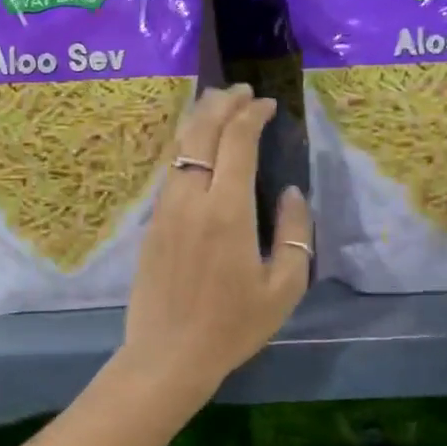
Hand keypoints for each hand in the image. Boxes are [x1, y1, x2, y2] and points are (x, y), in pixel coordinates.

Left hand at [120, 85, 312, 402]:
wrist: (168, 354)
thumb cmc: (233, 326)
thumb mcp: (283, 287)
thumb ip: (294, 232)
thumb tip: (291, 192)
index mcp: (227, 211)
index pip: (237, 141)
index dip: (252, 115)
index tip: (267, 105)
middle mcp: (191, 198)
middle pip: (202, 133)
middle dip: (222, 104)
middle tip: (241, 91)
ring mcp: (165, 208)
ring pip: (180, 147)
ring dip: (199, 120)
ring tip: (217, 104)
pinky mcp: (152, 222)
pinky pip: (170, 170)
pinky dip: (186, 146)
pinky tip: (196, 146)